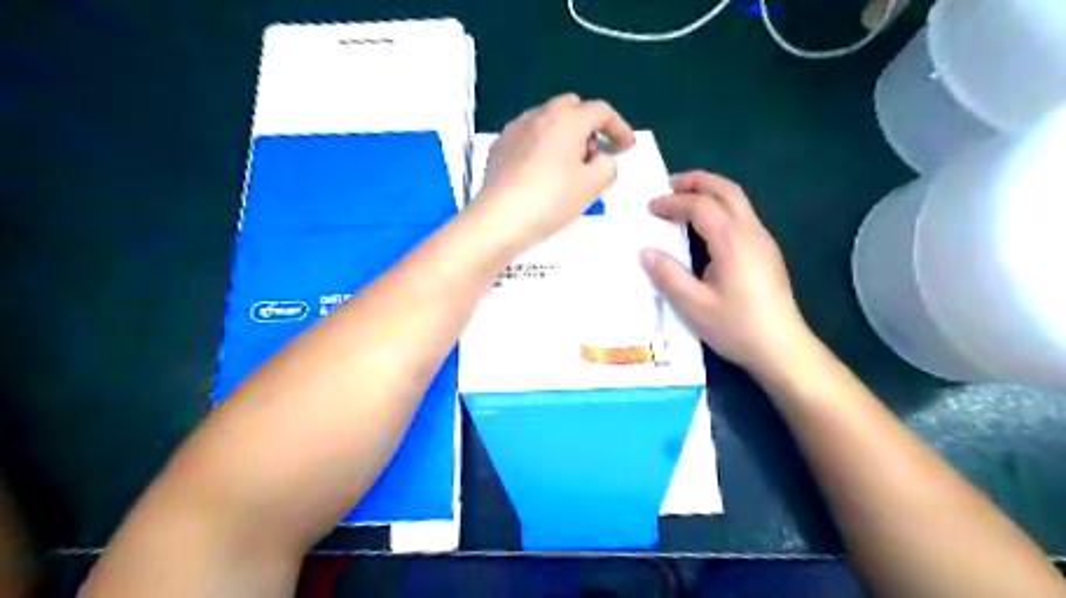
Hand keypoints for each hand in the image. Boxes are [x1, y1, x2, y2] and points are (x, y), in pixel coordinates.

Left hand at [474, 92, 631, 245]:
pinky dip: (542, 146)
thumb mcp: (592, 186)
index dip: (619, 127)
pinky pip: (528, 137)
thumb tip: (599, 159)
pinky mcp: (499, 147)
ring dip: (564, 136)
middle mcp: (539, 115)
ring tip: (567, 167)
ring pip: (547, 121)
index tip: (625, 148)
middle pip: (572, 108)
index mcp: (566, 119)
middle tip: (593, 156)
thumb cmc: (551, 200)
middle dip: (588, 127)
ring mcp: (515, 129)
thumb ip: (608, 166)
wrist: (500, 219)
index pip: (601, 111)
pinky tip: (541, 173)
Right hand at [641, 169, 818, 377]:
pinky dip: (721, 206)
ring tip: (685, 199)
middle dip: (697, 181)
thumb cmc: (736, 327)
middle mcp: (751, 232)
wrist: (782, 348)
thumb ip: (668, 275)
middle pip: (726, 190)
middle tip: (670, 185)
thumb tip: (646, 252)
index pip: (700, 206)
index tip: (651, 208)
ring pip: (738, 200)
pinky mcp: (767, 252)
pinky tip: (707, 226)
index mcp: (732, 241)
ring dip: (711, 191)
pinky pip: (743, 215)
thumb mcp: (693, 305)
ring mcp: (763, 241)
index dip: (673, 202)